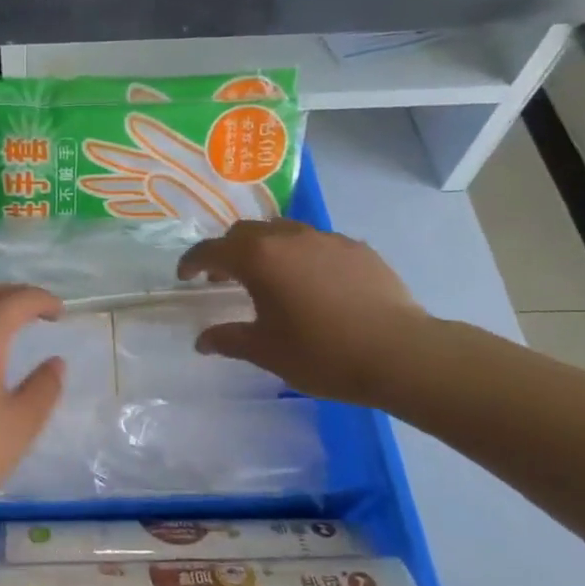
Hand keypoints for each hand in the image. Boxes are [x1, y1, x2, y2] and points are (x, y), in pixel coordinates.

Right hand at [177, 220, 432, 405]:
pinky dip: (301, 255)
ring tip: (268, 277)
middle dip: (228, 251)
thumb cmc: (321, 353)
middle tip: (223, 278)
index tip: (185, 277)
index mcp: (259, 258)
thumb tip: (203, 341)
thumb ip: (229, 340)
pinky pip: (317, 243)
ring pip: (283, 231)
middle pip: (246, 232)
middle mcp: (290, 238)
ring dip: (265, 249)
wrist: (399, 353)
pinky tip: (311, 284)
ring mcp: (327, 239)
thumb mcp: (265, 351)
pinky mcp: (358, 249)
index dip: (192, 262)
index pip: (212, 250)